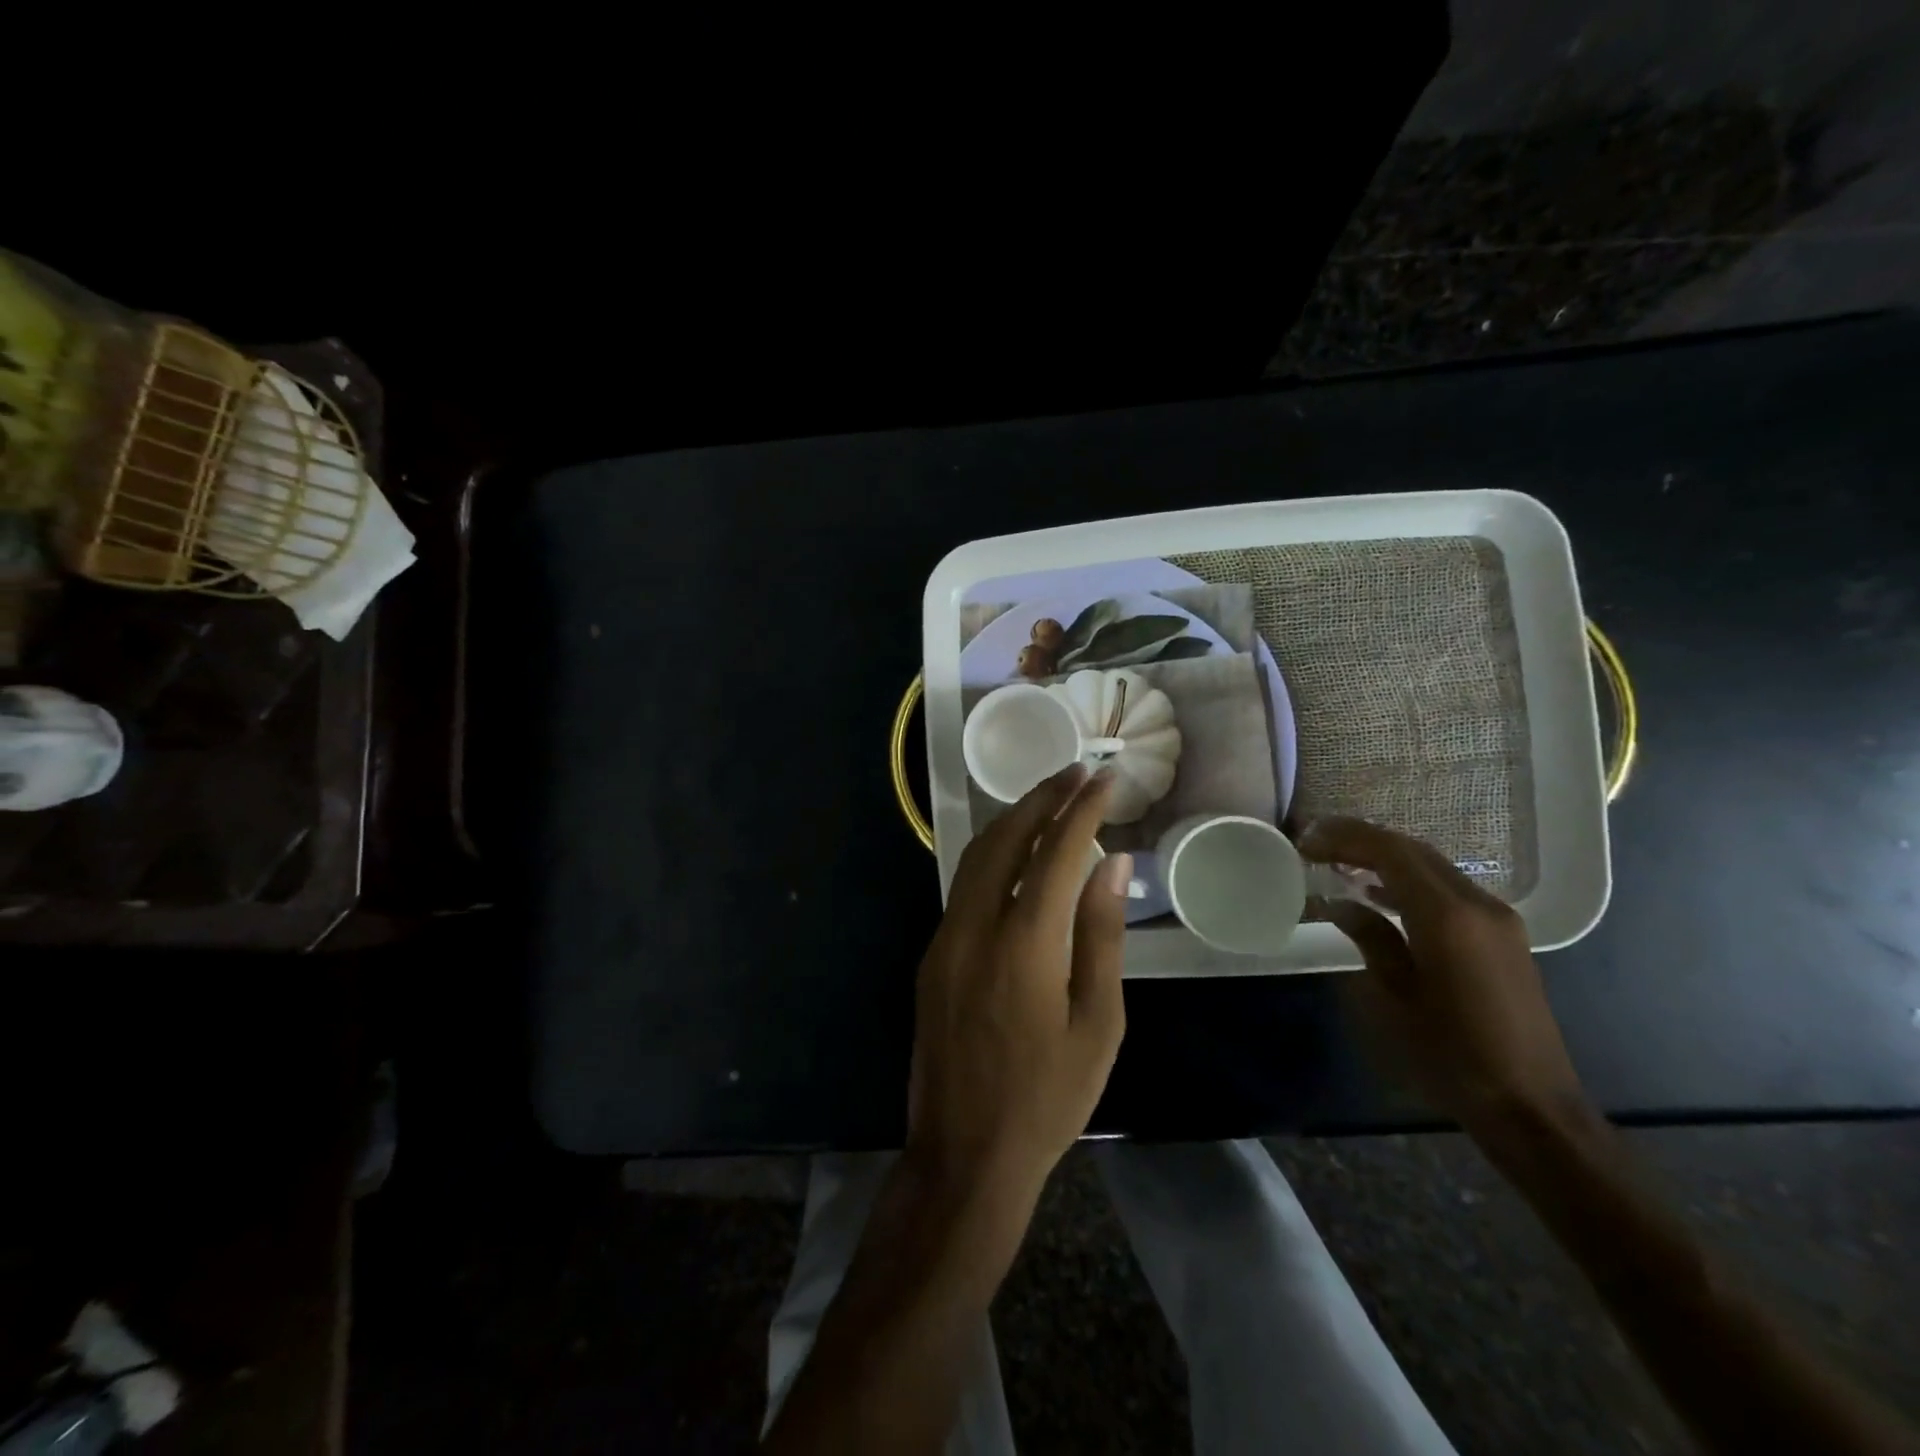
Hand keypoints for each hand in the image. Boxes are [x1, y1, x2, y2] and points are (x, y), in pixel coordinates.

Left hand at [907, 765, 1131, 1207]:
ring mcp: (943, 940)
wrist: (965, 1153)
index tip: (1105, 778)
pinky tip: (1017, 855)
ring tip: (1049, 798)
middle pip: (1004, 839)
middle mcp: (973, 928)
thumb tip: (1111, 864)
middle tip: (1076, 772)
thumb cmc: (1048, 1098)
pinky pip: (963, 887)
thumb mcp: (1097, 1023)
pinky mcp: (931, 956)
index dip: (1082, 810)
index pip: (1055, 854)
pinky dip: (993, 856)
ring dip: (1012, 820)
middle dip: (1042, 798)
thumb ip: (1100, 935)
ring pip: (975, 858)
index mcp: (1023, 945)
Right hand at [1299, 817, 1588, 1135]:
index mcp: (1448, 917)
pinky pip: (1447, 889)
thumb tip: (1339, 904)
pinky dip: (1408, 880)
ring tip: (1337, 861)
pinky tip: (1377, 894)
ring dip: (1384, 857)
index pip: (1391, 852)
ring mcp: (1497, 919)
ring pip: (1431, 867)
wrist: (1531, 1107)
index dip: (1345, 839)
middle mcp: (1478, 905)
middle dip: (1361, 840)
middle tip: (1315, 843)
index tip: (1305, 842)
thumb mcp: (1394, 998)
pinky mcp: (1502, 937)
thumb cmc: (1452, 1056)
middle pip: (1413, 851)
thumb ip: (1369, 939)